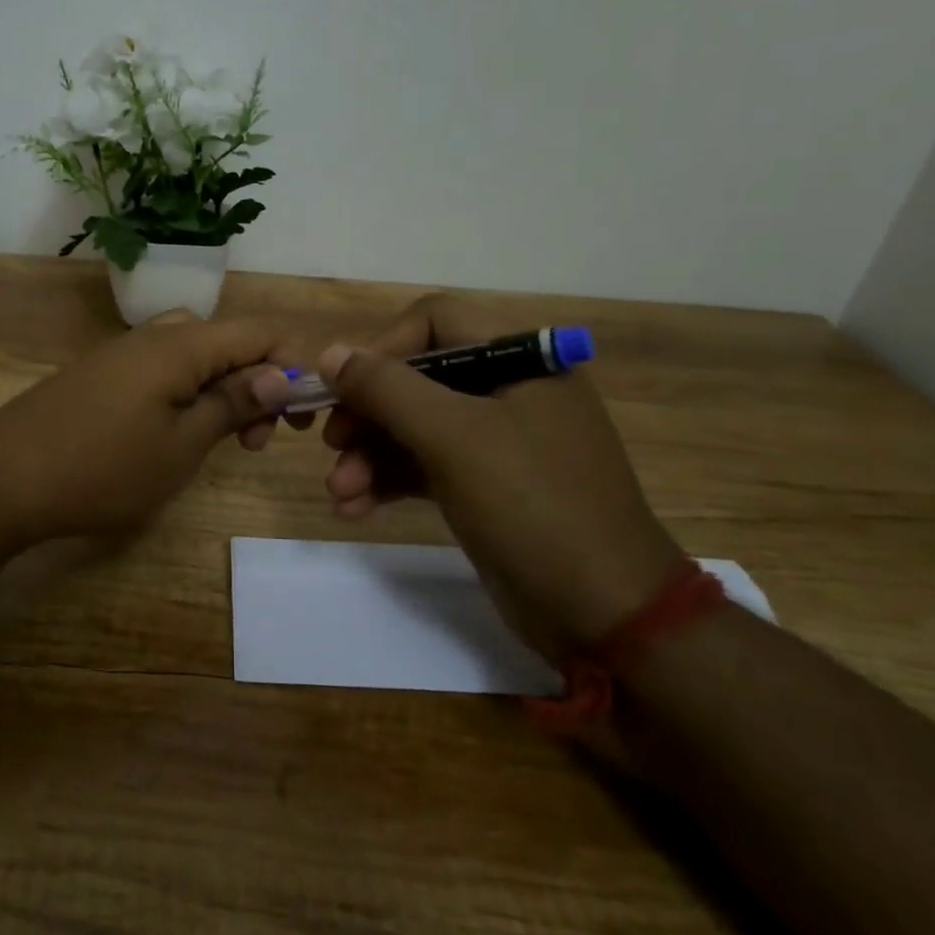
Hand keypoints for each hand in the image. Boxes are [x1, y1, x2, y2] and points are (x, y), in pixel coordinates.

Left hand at [0, 312, 293, 543]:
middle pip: (226, 340)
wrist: (3, 478)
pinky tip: (170, 435)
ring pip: (192, 355)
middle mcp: (153, 336)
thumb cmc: (104, 468)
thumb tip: (280, 375)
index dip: (292, 367)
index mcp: (182, 345)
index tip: (300, 420)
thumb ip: (232, 403)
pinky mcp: (99, 374)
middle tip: (251, 440)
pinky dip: (183, 394)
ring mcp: (121, 353)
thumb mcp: (182, 445)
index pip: (259, 333)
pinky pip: (158, 369)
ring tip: (216, 441)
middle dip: (254, 383)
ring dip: (218, 391)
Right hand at [316, 294, 682, 646]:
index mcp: (520, 360)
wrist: (604, 611)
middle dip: (367, 414)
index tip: (344, 389)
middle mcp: (508, 391)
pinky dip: (389, 483)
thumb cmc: (532, 506)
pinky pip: (425, 468)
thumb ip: (387, 389)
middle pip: (417, 380)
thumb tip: (330, 354)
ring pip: (415, 429)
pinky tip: (355, 509)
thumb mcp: (453, 438)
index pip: (435, 322)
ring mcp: (498, 443)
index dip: (382, 348)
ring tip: (339, 493)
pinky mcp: (485, 488)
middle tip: (331, 447)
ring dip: (369, 456)